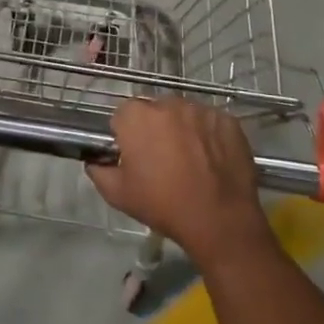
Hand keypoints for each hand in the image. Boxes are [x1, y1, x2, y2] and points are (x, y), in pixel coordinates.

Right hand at [85, 99, 275, 273]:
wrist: (219, 220)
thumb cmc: (163, 205)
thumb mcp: (117, 195)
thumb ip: (98, 170)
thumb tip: (95, 160)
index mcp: (137, 117)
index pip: (123, 114)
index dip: (126, 134)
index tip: (133, 154)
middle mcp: (168, 104)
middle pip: (155, 110)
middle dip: (154, 128)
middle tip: (161, 158)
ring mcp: (201, 110)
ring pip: (184, 114)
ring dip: (182, 129)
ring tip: (190, 159)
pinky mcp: (227, 120)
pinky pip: (210, 122)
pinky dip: (208, 135)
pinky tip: (211, 159)